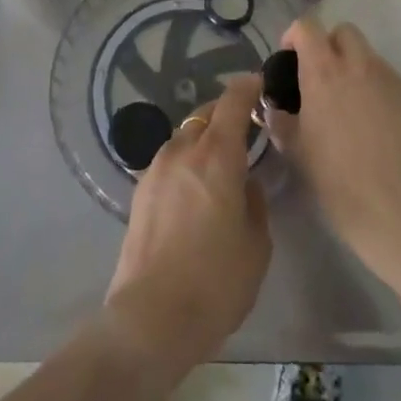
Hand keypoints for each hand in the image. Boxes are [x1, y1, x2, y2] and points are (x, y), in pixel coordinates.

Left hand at [104, 75, 270, 378]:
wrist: (150, 318)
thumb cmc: (215, 282)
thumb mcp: (256, 245)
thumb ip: (254, 202)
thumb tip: (243, 183)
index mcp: (217, 155)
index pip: (233, 102)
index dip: (248, 87)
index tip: (259, 83)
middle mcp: (184, 149)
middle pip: (206, 114)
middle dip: (226, 114)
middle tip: (246, 131)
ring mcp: (157, 168)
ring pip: (185, 135)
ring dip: (204, 138)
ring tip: (220, 163)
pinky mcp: (140, 189)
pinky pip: (170, 159)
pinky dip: (186, 160)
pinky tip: (195, 189)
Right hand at [268, 20, 400, 270]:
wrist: (393, 208)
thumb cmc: (335, 178)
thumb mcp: (295, 148)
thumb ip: (280, 119)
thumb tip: (275, 107)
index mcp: (323, 71)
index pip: (307, 27)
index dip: (294, 36)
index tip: (289, 59)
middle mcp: (358, 64)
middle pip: (343, 31)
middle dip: (329, 45)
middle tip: (320, 76)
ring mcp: (388, 78)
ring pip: (368, 54)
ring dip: (353, 65)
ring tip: (347, 101)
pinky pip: (387, 78)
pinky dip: (375, 86)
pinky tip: (371, 121)